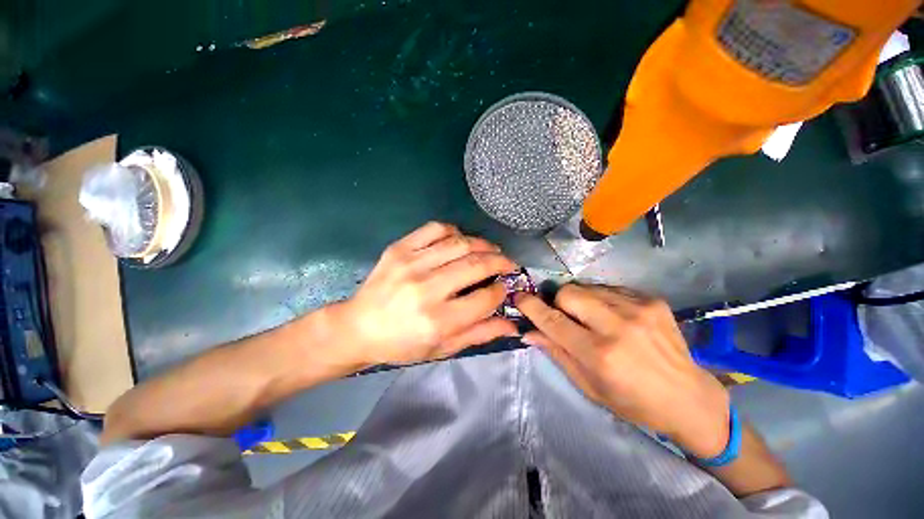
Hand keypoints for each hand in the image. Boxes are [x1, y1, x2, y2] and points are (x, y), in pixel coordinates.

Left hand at [334, 222, 518, 365]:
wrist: (358, 327)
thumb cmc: (402, 344)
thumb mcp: (442, 349)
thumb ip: (479, 334)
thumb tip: (513, 325)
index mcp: (438, 321)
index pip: (485, 298)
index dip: (501, 291)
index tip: (504, 287)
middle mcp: (426, 289)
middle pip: (476, 265)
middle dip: (500, 261)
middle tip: (508, 264)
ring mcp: (411, 264)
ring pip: (460, 243)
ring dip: (483, 244)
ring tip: (490, 250)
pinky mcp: (399, 249)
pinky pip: (435, 229)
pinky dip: (454, 231)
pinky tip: (459, 240)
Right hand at [515, 285, 730, 458]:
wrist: (688, 397)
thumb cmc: (632, 401)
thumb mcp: (588, 385)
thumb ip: (556, 353)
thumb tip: (528, 332)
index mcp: (600, 354)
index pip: (553, 321)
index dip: (531, 307)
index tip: (519, 297)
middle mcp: (618, 326)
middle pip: (569, 293)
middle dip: (559, 301)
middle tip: (565, 316)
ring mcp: (638, 309)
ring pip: (587, 287)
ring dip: (580, 299)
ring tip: (591, 317)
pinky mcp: (651, 300)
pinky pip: (610, 288)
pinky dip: (602, 299)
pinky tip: (613, 316)